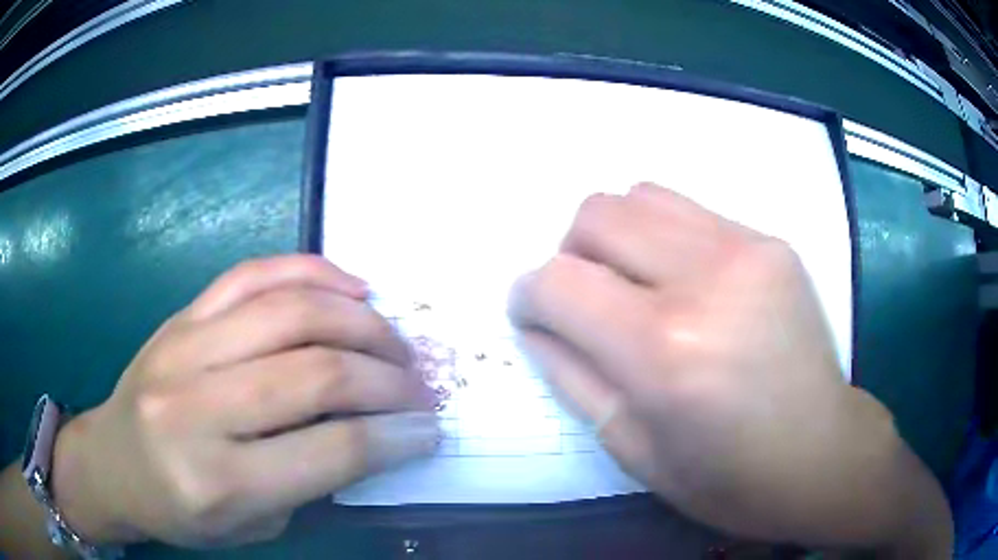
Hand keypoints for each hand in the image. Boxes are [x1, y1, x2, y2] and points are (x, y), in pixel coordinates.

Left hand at [52, 256, 438, 547]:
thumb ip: (311, 480)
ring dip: (362, 322)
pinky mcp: (180, 316)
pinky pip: (253, 274)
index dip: (395, 436)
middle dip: (389, 378)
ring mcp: (183, 348)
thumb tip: (374, 429)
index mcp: (219, 481)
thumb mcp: (253, 525)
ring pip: (292, 312)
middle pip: (316, 372)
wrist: (111, 463)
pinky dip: (313, 272)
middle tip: (421, 386)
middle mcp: (198, 409)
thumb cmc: (181, 511)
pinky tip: (351, 288)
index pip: (331, 449)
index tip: (428, 429)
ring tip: (394, 341)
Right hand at [509, 184, 951, 552]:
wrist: (821, 454)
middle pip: (595, 215)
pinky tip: (686, 283)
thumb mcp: (632, 450)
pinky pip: (689, 211)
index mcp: (665, 351)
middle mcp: (705, 280)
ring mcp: (746, 250)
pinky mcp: (771, 243)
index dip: (528, 295)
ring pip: (639, 196)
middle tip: (588, 301)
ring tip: (636, 285)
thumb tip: (535, 322)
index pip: (558, 282)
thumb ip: (572, 376)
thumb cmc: (727, 477)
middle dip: (569, 255)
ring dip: (616, 237)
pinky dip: (663, 238)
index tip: (533, 314)